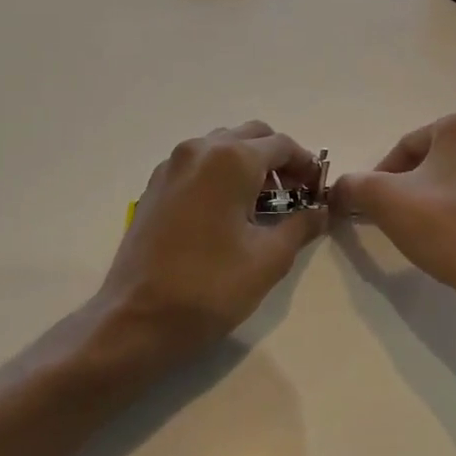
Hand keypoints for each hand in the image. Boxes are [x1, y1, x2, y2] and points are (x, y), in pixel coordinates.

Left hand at [96, 121, 325, 362]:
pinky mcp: (155, 185)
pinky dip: (221, 173)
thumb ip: (301, 225)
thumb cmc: (210, 287)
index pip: (282, 145)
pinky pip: (199, 164)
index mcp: (231, 160)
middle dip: (278, 160)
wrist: (136, 319)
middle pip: (251, 136)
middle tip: (295, 195)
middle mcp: (200, 150)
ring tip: (263, 204)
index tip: (319, 191)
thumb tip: (319, 210)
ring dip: (249, 163)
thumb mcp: (269, 258)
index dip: (307, 165)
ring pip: (222, 146)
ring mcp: (172, 165)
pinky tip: (228, 211)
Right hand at [331, 111, 455, 305]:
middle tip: (405, 215)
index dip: (384, 174)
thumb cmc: (444, 227)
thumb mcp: (383, 200)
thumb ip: (354, 184)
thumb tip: (339, 187)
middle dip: (422, 182)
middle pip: (445, 159)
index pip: (409, 146)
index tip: (373, 202)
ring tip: (442, 226)